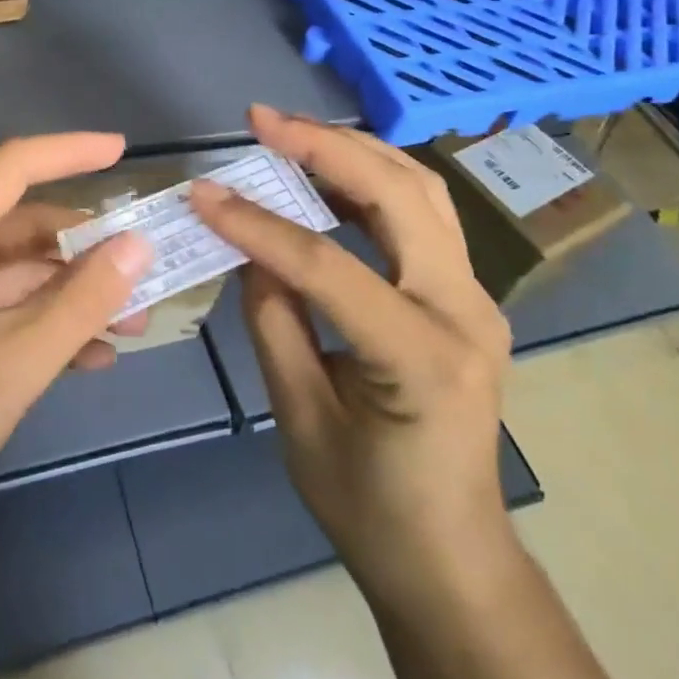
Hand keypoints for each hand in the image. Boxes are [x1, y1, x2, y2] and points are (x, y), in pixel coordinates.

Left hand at [0, 134, 153, 576]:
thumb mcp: (14, 363)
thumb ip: (83, 300)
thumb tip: (138, 244)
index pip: (15, 165)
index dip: (72, 152)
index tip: (123, 152)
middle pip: (18, 223)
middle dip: (84, 250)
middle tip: (144, 277)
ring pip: (9, 270)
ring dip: (67, 294)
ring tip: (130, 328)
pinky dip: (35, 322)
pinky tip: (84, 359)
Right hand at [189, 105, 513, 598]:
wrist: (452, 558)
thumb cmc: (370, 507)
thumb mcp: (300, 418)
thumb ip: (273, 319)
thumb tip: (250, 246)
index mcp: (422, 356)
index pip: (328, 265)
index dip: (257, 224)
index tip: (203, 193)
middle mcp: (465, 309)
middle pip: (398, 195)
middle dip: (324, 145)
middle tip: (261, 120)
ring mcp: (475, 296)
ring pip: (420, 189)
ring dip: (352, 150)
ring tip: (289, 132)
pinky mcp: (464, 293)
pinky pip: (420, 214)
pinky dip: (370, 179)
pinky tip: (325, 174)